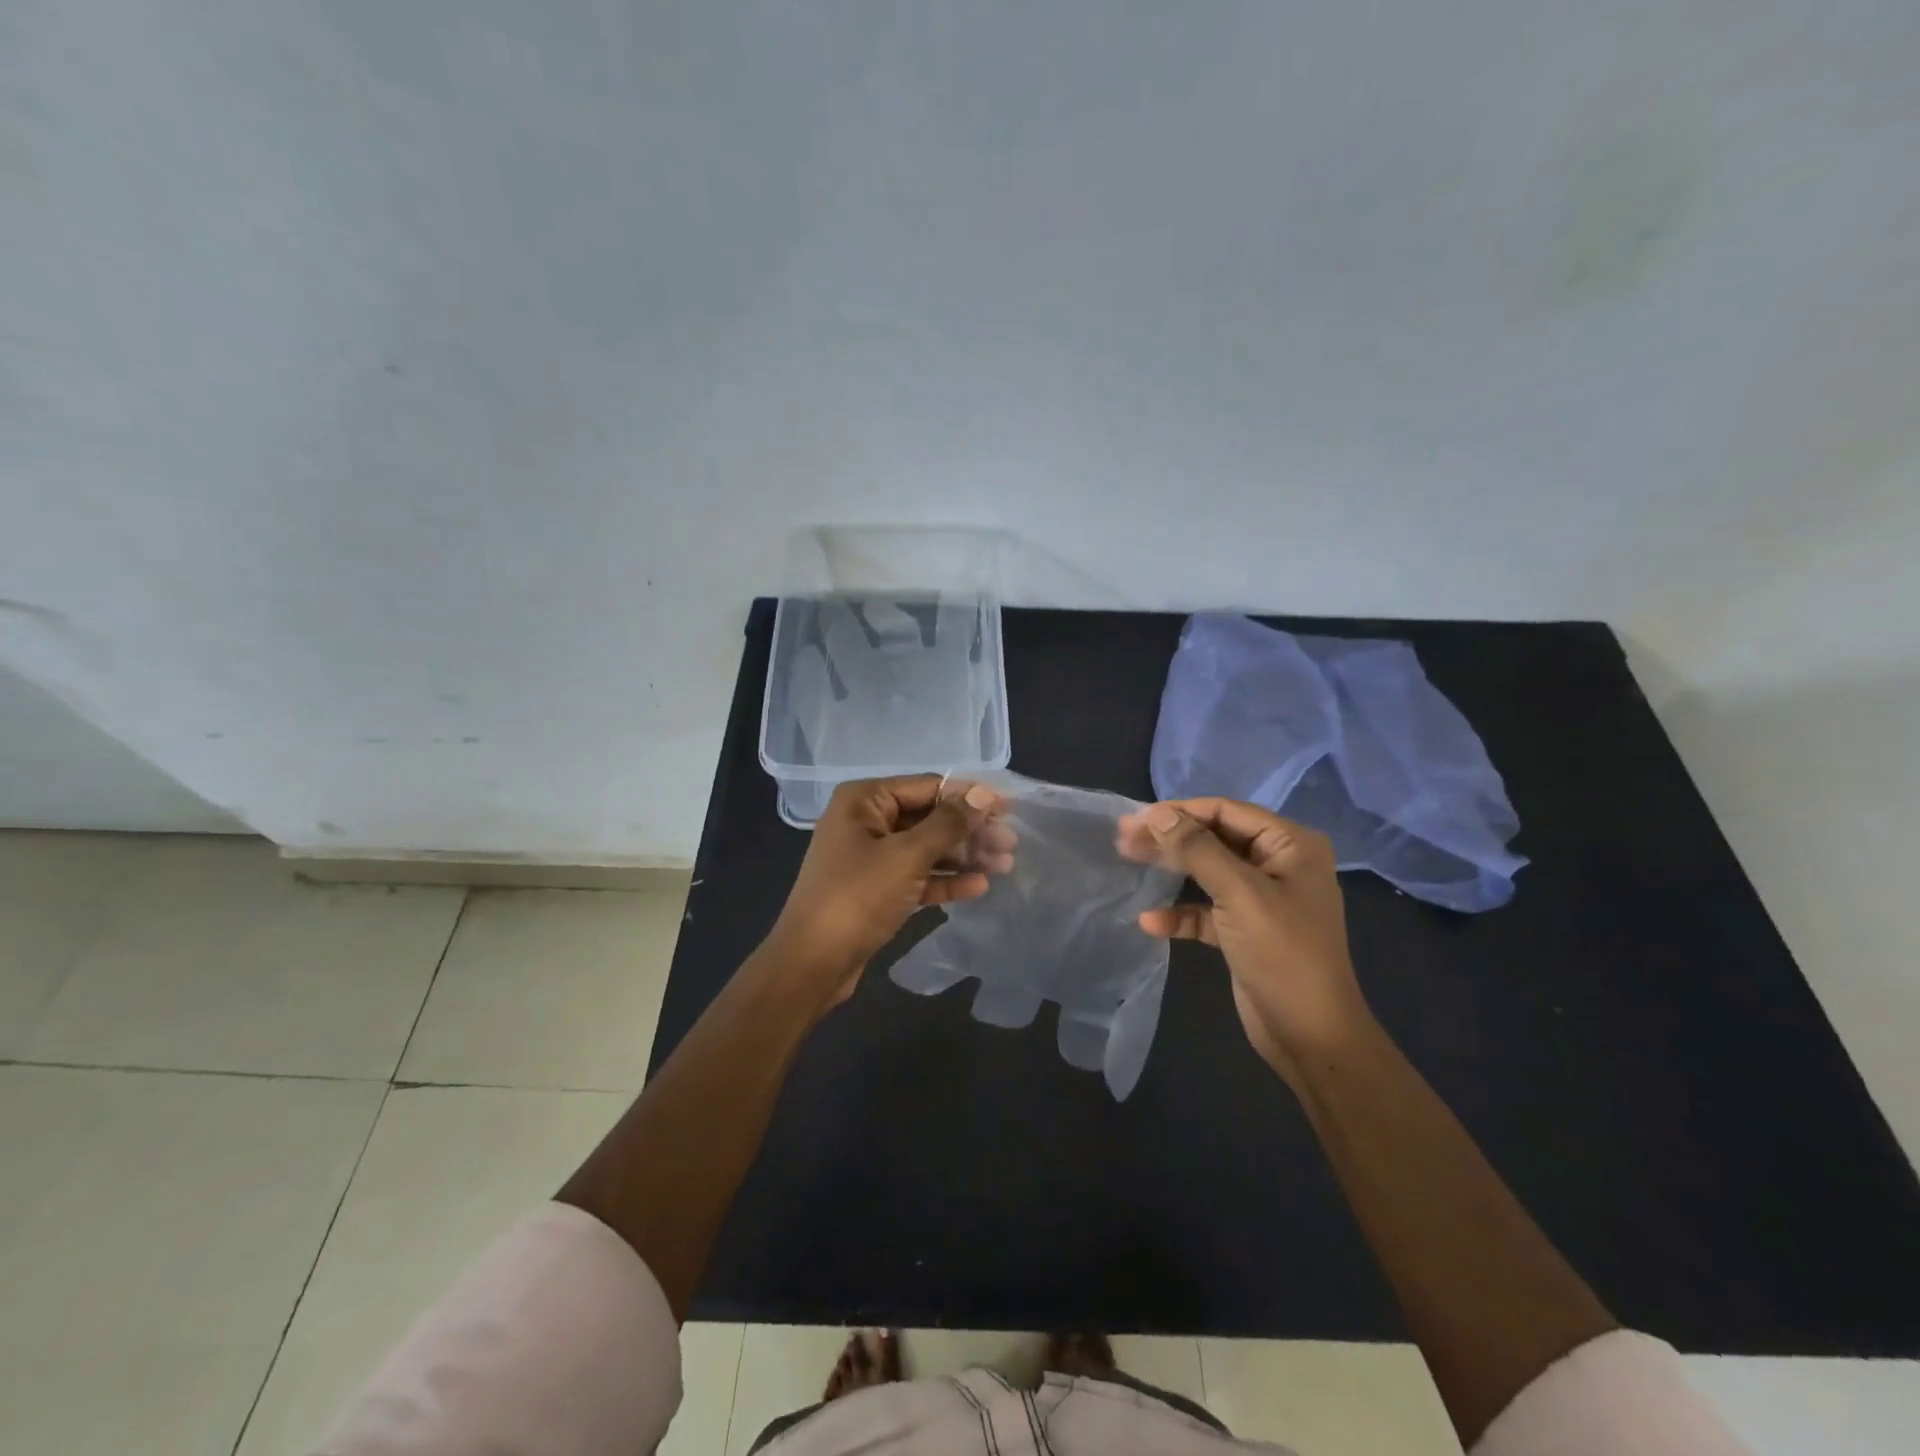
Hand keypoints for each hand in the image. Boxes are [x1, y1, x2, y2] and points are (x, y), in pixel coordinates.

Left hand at [769, 775, 1012, 1004]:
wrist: (812, 964)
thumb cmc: (857, 897)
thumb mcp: (907, 856)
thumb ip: (947, 823)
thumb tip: (983, 795)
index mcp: (864, 800)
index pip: (928, 786)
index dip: (969, 796)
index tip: (1009, 808)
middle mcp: (866, 821)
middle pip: (929, 817)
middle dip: (969, 830)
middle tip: (1010, 844)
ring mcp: (870, 857)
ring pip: (926, 848)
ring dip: (963, 855)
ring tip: (1005, 865)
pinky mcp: (876, 889)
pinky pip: (917, 875)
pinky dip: (944, 880)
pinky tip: (978, 887)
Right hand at [1117, 798, 1372, 1086]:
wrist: (1311, 1036)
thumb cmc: (1282, 954)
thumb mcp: (1239, 894)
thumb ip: (1197, 849)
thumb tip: (1158, 814)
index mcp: (1290, 845)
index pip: (1227, 811)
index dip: (1180, 811)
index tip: (1136, 819)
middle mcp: (1278, 864)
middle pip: (1214, 838)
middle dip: (1170, 838)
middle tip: (1123, 838)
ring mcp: (1261, 898)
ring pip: (1206, 871)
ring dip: (1170, 869)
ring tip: (1127, 861)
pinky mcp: (1245, 929)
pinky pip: (1206, 909)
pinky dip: (1180, 913)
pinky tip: (1151, 923)